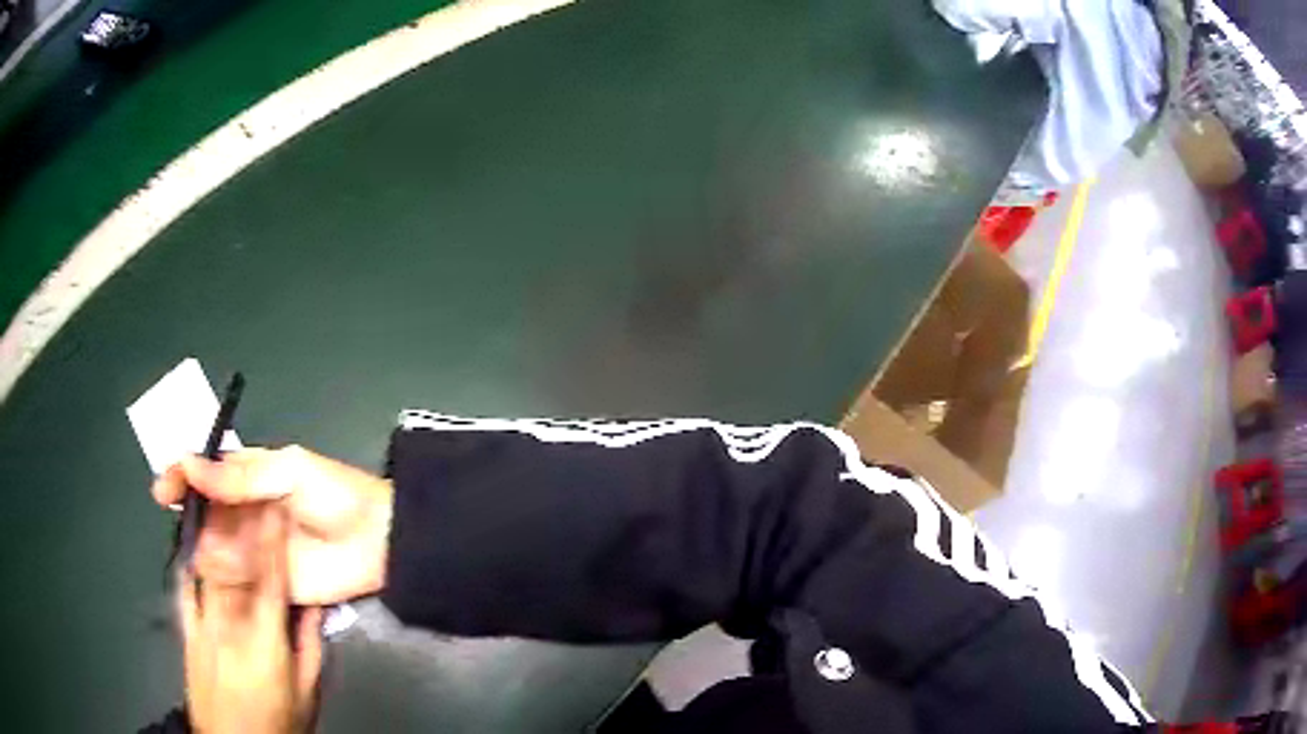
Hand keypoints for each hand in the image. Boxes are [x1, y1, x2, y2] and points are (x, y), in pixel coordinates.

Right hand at [154, 446, 392, 605]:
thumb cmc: (335, 496)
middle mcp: (245, 512)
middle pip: (206, 512)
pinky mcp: (267, 583)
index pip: (206, 473)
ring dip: (204, 546)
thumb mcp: (288, 473)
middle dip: (189, 516)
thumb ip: (240, 477)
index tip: (163, 490)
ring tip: (205, 547)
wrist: (378, 543)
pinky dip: (224, 577)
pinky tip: (218, 575)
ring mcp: (254, 549)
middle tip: (179, 524)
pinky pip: (238, 580)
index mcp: (249, 477)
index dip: (182, 477)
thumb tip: (190, 465)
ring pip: (216, 546)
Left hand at [180, 505, 321, 733]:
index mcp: (266, 642)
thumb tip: (313, 604)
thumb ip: (308, 644)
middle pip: (234, 563)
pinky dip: (191, 558)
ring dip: (215, 530)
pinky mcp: (186, 628)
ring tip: (220, 502)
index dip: (274, 538)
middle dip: (241, 521)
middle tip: (247, 488)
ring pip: (207, 567)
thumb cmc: (278, 720)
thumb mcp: (307, 691)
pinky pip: (186, 583)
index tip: (277, 503)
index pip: (272, 579)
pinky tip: (192, 538)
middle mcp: (230, 624)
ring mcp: (202, 623)